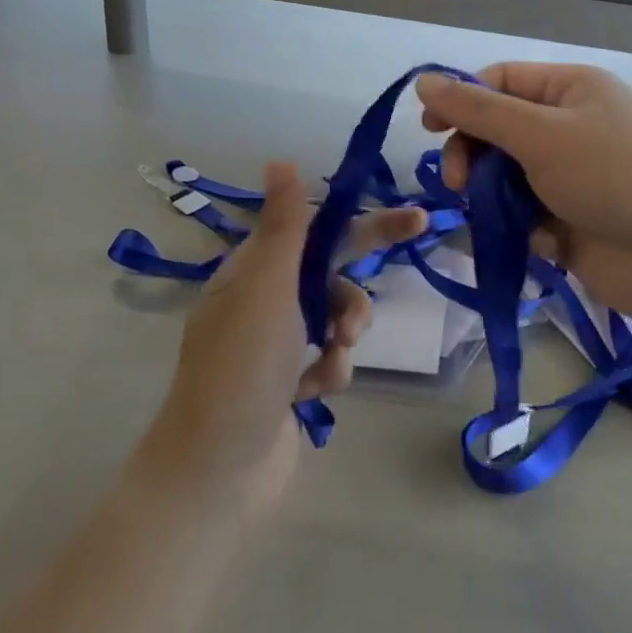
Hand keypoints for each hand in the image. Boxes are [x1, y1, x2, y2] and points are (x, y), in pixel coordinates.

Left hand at [148, 163, 424, 514]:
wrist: (218, 473)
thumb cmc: (241, 369)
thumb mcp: (264, 288)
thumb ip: (284, 226)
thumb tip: (281, 160)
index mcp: (253, 271)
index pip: (318, 231)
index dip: (364, 222)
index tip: (414, 219)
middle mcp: (265, 301)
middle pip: (332, 273)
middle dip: (362, 278)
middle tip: (413, 269)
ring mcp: (278, 345)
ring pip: (337, 318)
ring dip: (344, 332)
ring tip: (333, 356)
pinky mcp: (291, 383)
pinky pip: (331, 359)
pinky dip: (329, 371)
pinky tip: (311, 392)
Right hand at [417, 64, 631, 337]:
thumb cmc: (612, 175)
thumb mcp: (540, 134)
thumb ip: (476, 111)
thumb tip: (422, 81)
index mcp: (569, 89)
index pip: (498, 82)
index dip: (460, 101)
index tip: (428, 130)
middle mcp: (569, 126)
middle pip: (497, 132)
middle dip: (472, 156)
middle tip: (459, 184)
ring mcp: (571, 176)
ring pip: (506, 178)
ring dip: (494, 197)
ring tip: (503, 219)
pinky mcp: (572, 221)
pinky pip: (527, 216)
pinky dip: (525, 229)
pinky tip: (542, 242)